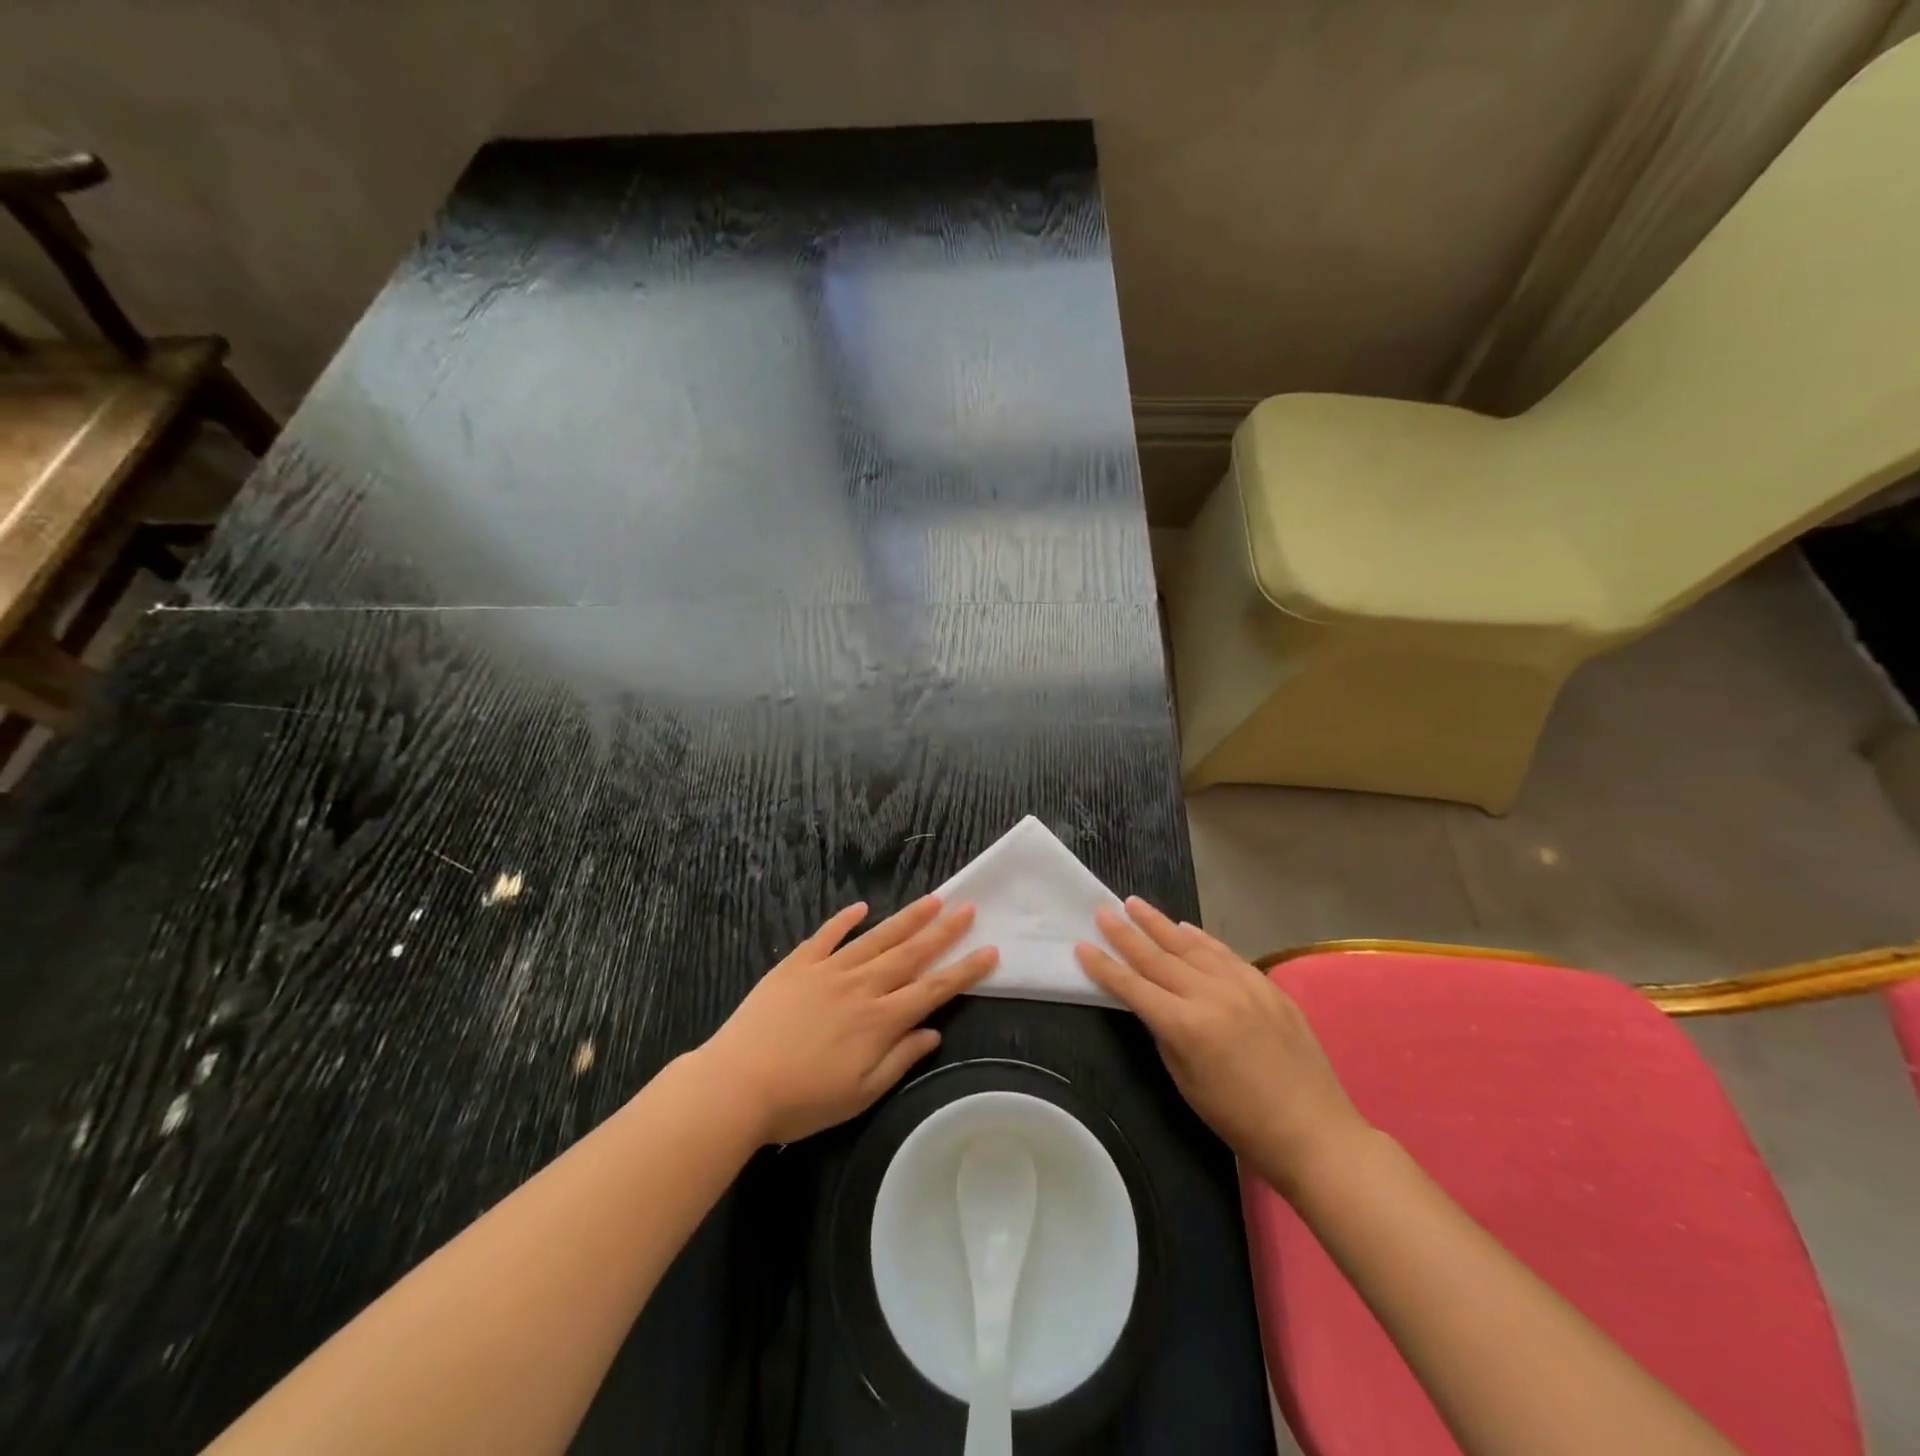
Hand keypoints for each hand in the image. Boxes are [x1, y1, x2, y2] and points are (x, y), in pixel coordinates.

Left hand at [699, 895, 997, 1144]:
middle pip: (910, 953)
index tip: (989, 951)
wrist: (738, 1084)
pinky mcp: (797, 964)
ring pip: (876, 938)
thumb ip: (899, 1059)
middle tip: (968, 908)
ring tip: (932, 899)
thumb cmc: (803, 1100)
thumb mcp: (860, 1094)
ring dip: (906, 918)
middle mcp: (862, 986)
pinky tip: (862, 907)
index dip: (964, 970)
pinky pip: (826, 935)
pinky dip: (844, 920)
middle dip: (943, 932)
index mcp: (880, 1020)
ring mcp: (828, 970)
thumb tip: (933, 1033)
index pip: (933, 989)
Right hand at [1074, 898, 1369, 1195]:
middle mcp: (1211, 995)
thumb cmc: (1240, 1120)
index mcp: (1186, 1026)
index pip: (1133, 987)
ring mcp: (1242, 985)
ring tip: (1135, 904)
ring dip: (1160, 924)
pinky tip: (1185, 928)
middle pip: (1158, 957)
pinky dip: (1201, 939)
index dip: (1104, 967)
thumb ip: (1165, 1035)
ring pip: (1191, 946)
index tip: (1082, 945)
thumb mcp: (1187, 1083)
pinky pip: (1225, 953)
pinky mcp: (1267, 985)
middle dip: (1126, 934)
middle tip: (1102, 911)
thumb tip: (1152, 1006)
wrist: (1314, 1131)